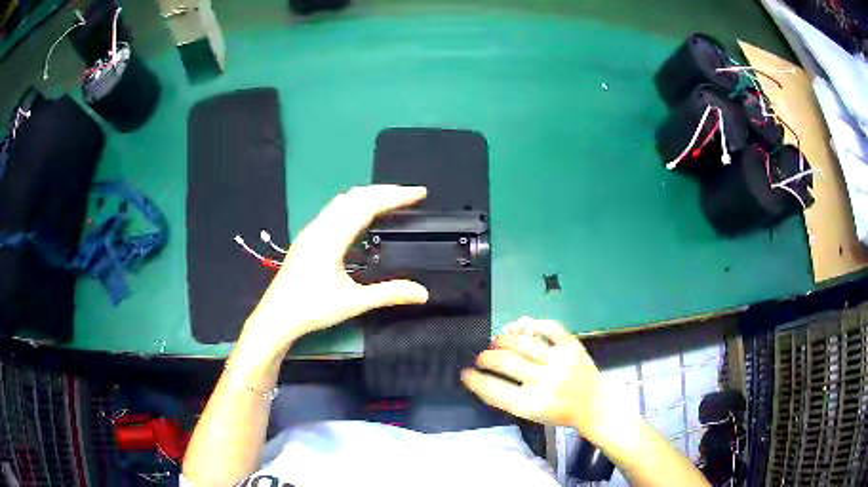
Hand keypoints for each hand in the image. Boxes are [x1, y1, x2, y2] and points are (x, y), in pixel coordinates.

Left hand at [240, 185, 429, 351]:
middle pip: (355, 197)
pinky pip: (333, 211)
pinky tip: (360, 218)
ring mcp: (311, 231)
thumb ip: (389, 294)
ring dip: (367, 196)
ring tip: (389, 201)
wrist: (276, 317)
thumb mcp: (354, 303)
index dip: (395, 196)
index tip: (418, 193)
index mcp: (332, 237)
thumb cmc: (312, 309)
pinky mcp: (307, 238)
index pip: (368, 205)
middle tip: (409, 195)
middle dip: (384, 191)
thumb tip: (423, 293)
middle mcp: (320, 227)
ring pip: (342, 201)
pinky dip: (354, 205)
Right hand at [462, 317, 607, 434]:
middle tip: (480, 358)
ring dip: (503, 340)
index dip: (475, 380)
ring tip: (496, 343)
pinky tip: (522, 328)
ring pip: (522, 342)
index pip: (493, 389)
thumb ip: (507, 396)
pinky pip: (549, 327)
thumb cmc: (558, 413)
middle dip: (485, 358)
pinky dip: (533, 324)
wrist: (593, 405)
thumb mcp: (530, 413)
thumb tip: (484, 374)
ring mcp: (560, 360)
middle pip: (504, 362)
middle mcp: (544, 381)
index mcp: (531, 404)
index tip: (465, 373)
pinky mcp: (572, 346)